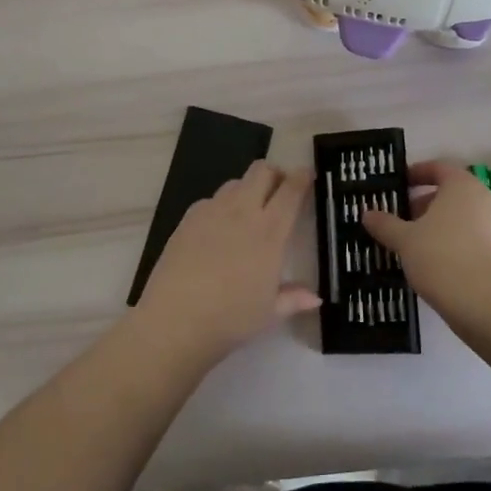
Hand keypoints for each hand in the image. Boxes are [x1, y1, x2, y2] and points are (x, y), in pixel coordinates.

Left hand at [131, 161, 317, 365]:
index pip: (291, 191)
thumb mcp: (269, 313)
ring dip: (248, 188)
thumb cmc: (230, 318)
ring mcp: (212, 211)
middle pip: (262, 171)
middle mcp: (242, 212)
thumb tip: (315, 297)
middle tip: (279, 190)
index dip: (302, 178)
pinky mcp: (188, 218)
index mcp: (269, 232)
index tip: (307, 175)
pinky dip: (221, 206)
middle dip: (274, 174)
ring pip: (235, 182)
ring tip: (248, 211)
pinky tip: (217, 230)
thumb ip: (293, 298)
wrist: (175, 319)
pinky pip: (211, 200)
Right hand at [362, 160, 490, 304]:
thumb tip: (367, 214)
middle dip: (424, 205)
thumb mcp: (404, 239)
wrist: (487, 302)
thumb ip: (385, 224)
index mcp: (462, 186)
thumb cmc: (441, 256)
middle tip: (400, 220)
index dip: (417, 173)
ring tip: (413, 246)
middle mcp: (485, 200)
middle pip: (451, 195)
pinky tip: (435, 265)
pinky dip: (454, 246)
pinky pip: (473, 241)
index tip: (399, 184)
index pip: (439, 168)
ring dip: (439, 228)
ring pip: (462, 220)